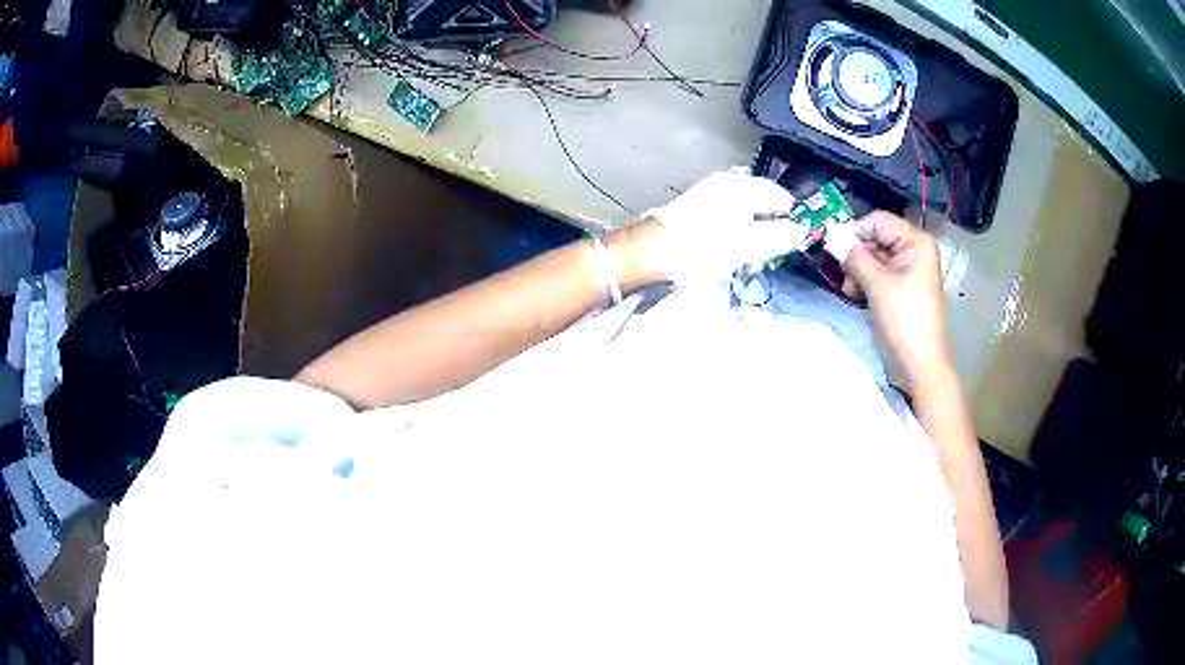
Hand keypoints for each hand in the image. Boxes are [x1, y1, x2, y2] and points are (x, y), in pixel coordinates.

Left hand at [639, 171, 805, 285]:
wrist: (653, 253)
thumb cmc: (704, 247)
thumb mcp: (748, 244)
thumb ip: (778, 236)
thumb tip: (799, 230)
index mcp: (740, 186)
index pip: (778, 194)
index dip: (791, 214)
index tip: (797, 234)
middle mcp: (725, 184)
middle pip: (760, 202)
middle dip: (771, 225)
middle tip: (774, 248)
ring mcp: (708, 195)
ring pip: (743, 212)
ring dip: (753, 233)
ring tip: (751, 255)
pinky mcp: (696, 210)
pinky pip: (727, 219)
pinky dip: (736, 234)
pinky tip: (732, 252)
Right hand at [842, 211, 951, 388]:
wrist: (921, 364)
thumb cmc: (904, 320)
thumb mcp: (877, 284)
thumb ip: (854, 257)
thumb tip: (835, 240)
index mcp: (915, 241)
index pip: (878, 221)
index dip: (854, 231)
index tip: (832, 248)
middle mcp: (914, 250)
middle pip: (876, 238)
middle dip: (856, 255)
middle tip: (842, 275)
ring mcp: (910, 270)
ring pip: (875, 257)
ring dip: (858, 270)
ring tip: (850, 290)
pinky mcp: (903, 288)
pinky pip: (880, 274)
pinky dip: (866, 281)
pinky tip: (857, 295)